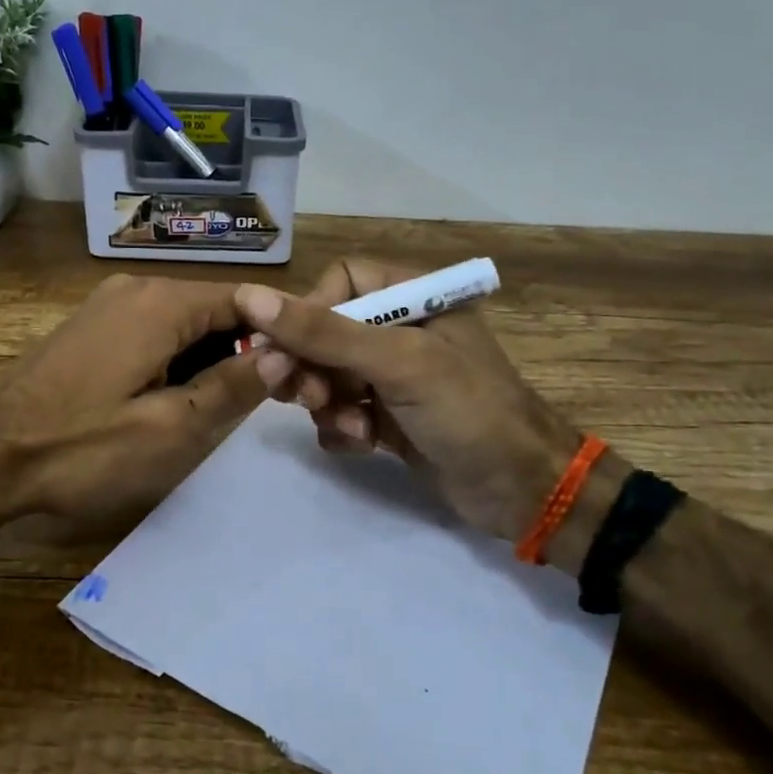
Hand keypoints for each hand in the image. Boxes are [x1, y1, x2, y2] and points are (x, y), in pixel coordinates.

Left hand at [0, 273, 264, 527]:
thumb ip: (231, 388)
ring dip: (212, 358)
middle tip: (273, 400)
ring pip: (184, 323)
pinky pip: (154, 333)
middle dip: (246, 349)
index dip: (282, 332)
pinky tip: (180, 398)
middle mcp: (137, 288)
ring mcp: (108, 305)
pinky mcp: (91, 328)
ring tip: (230, 407)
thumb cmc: (79, 448)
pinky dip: (178, 359)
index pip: (247, 300)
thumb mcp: (169, 429)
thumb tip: (284, 352)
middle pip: (214, 310)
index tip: (306, 372)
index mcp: (161, 303)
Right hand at [234, 259, 578, 539]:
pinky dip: (341, 428)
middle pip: (326, 331)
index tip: (287, 349)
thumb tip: (250, 297)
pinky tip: (361, 444)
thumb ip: (324, 331)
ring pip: (328, 375)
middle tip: (293, 393)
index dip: (308, 311)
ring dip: (325, 401)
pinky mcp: (388, 418)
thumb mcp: (397, 363)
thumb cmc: (467, 410)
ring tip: (346, 425)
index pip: (340, 282)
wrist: (522, 491)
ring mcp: (394, 377)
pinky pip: (341, 412)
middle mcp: (400, 330)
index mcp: (413, 297)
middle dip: (308, 364)